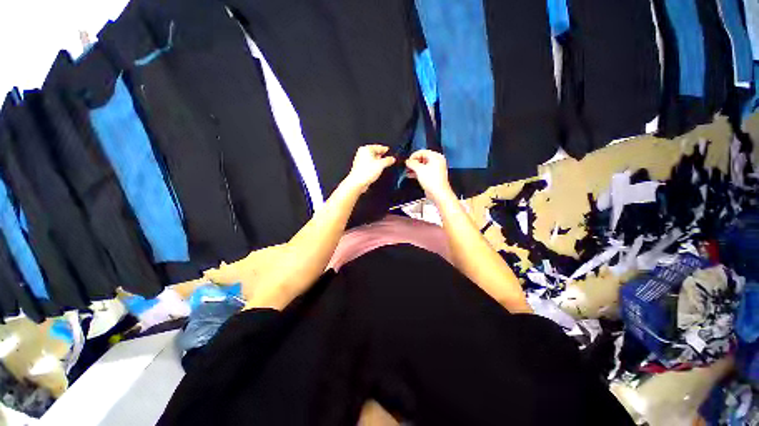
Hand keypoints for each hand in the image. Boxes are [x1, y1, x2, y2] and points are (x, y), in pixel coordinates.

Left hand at [345, 145, 395, 192]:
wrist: (358, 183)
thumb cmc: (365, 172)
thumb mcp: (381, 165)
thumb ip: (388, 160)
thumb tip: (392, 159)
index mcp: (366, 149)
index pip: (379, 147)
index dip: (386, 150)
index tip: (390, 152)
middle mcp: (362, 153)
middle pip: (375, 152)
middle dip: (382, 156)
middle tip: (388, 160)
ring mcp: (360, 160)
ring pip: (372, 159)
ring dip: (378, 162)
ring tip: (383, 166)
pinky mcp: (360, 167)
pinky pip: (369, 165)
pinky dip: (374, 167)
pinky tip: (377, 171)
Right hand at [405, 150, 453, 203]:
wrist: (438, 193)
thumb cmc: (432, 181)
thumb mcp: (419, 169)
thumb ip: (412, 163)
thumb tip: (408, 161)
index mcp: (436, 157)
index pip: (422, 152)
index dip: (413, 156)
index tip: (407, 161)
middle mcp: (437, 161)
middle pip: (422, 158)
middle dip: (413, 162)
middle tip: (407, 166)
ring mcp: (435, 169)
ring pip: (422, 165)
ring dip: (414, 168)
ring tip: (407, 171)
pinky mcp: (433, 176)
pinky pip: (424, 171)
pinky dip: (417, 172)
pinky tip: (410, 175)